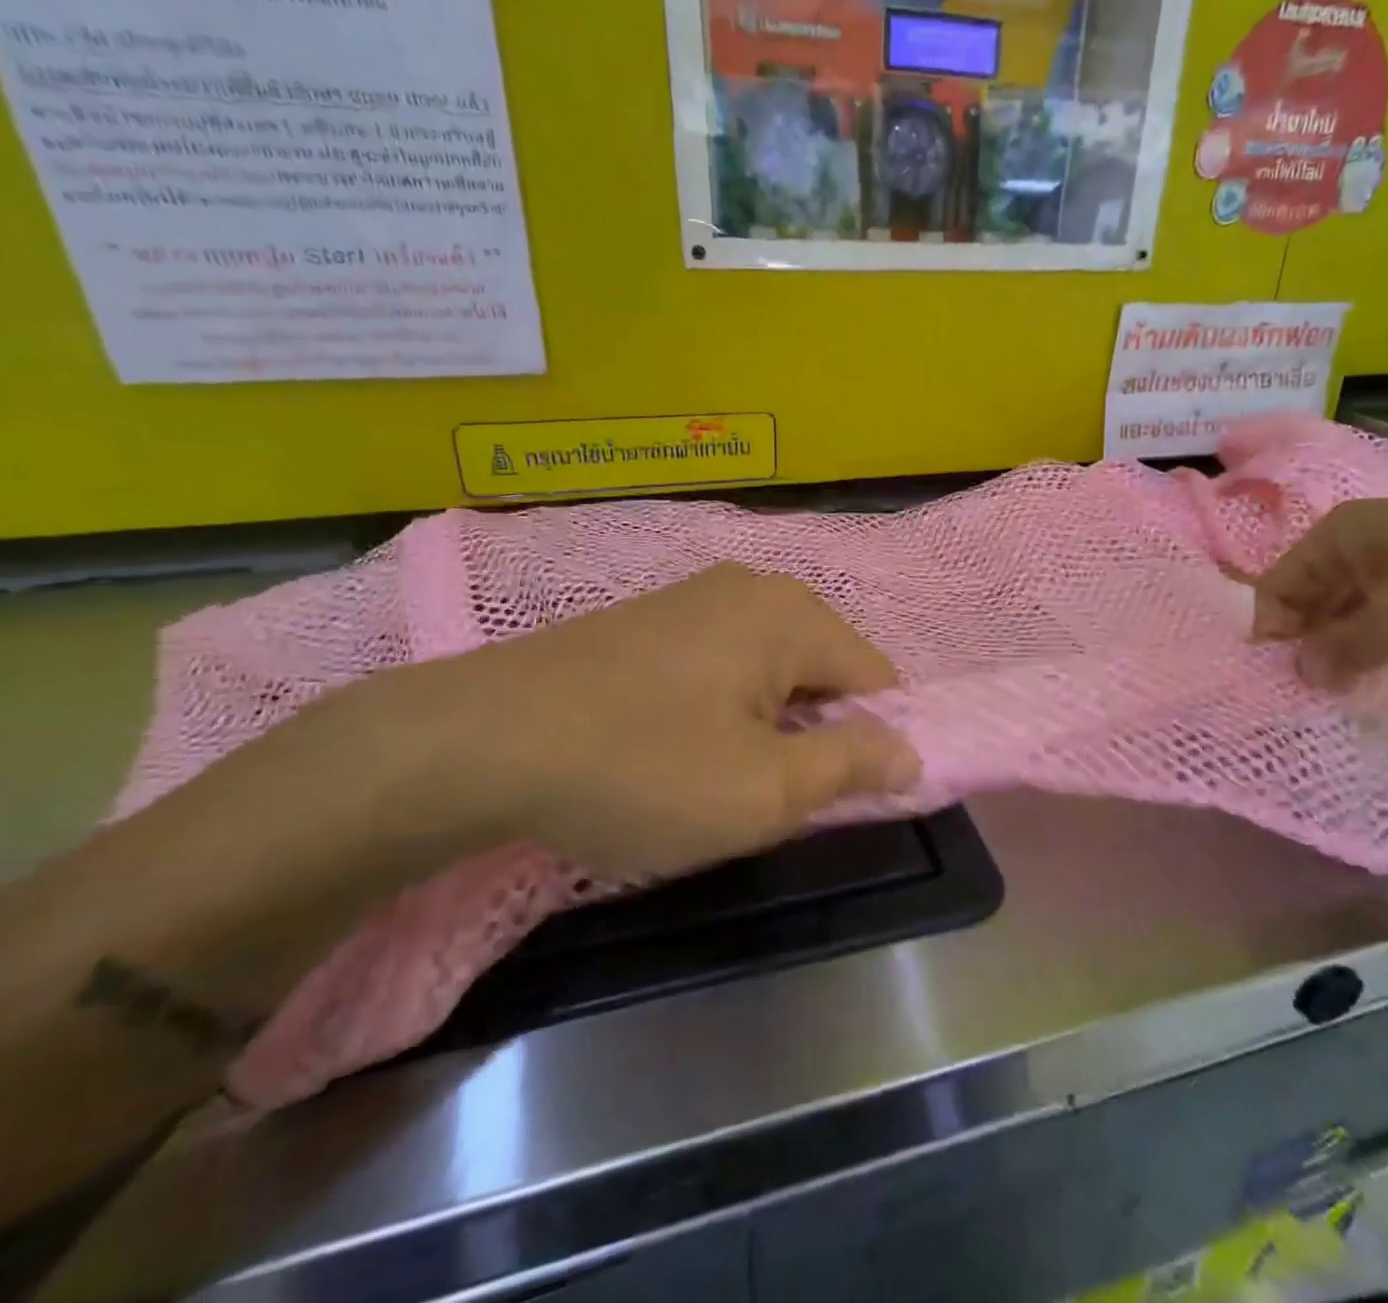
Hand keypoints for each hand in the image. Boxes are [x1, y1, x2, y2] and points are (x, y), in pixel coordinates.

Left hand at [374, 563, 920, 878]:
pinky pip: (719, 665)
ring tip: (713, 777)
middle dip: (813, 735)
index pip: (877, 679)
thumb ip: (850, 767)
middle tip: (765, 795)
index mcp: (791, 615)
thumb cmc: (640, 768)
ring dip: (764, 727)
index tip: (834, 798)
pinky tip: (671, 747)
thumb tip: (912, 752)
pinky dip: (720, 710)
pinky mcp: (647, 619)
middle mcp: (751, 588)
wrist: (475, 742)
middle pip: (823, 670)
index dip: (873, 742)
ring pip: (768, 671)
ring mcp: (692, 597)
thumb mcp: (763, 792)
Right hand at [1250, 494, 1387, 686]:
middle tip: (1324, 686)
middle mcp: (1371, 531)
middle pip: (1316, 589)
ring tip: (1364, 679)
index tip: (1289, 677)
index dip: (1275, 631)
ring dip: (1354, 639)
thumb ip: (1338, 651)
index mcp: (1343, 532)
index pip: (1278, 583)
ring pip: (1360, 598)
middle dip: (1314, 637)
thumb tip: (1302, 671)